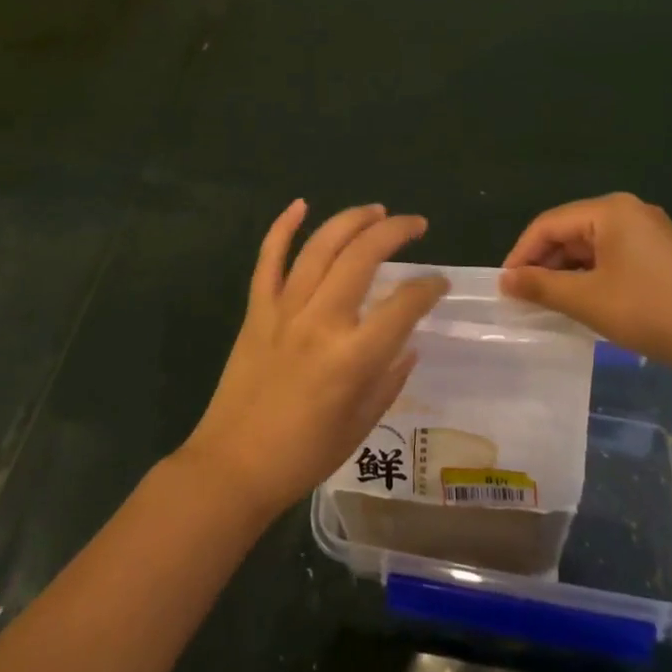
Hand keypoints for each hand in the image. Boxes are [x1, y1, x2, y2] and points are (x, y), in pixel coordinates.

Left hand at [180, 201, 447, 519]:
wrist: (232, 467)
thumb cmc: (302, 456)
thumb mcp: (360, 426)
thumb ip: (389, 380)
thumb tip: (408, 344)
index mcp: (352, 357)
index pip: (403, 305)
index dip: (428, 287)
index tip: (439, 283)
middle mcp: (320, 322)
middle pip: (362, 257)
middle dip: (394, 231)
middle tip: (415, 224)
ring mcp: (283, 311)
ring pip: (319, 248)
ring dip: (350, 221)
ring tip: (375, 210)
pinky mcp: (256, 311)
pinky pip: (267, 259)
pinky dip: (282, 228)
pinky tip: (300, 204)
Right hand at [500, 193, 671, 379]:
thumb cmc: (653, 312)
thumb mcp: (589, 300)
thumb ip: (541, 286)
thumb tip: (505, 280)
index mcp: (610, 210)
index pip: (548, 224)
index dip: (521, 254)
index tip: (504, 287)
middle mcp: (628, 211)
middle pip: (570, 231)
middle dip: (544, 263)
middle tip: (523, 298)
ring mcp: (649, 231)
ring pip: (591, 245)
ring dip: (567, 272)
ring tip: (548, 303)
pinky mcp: (661, 253)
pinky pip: (612, 256)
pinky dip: (592, 276)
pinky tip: (584, 301)